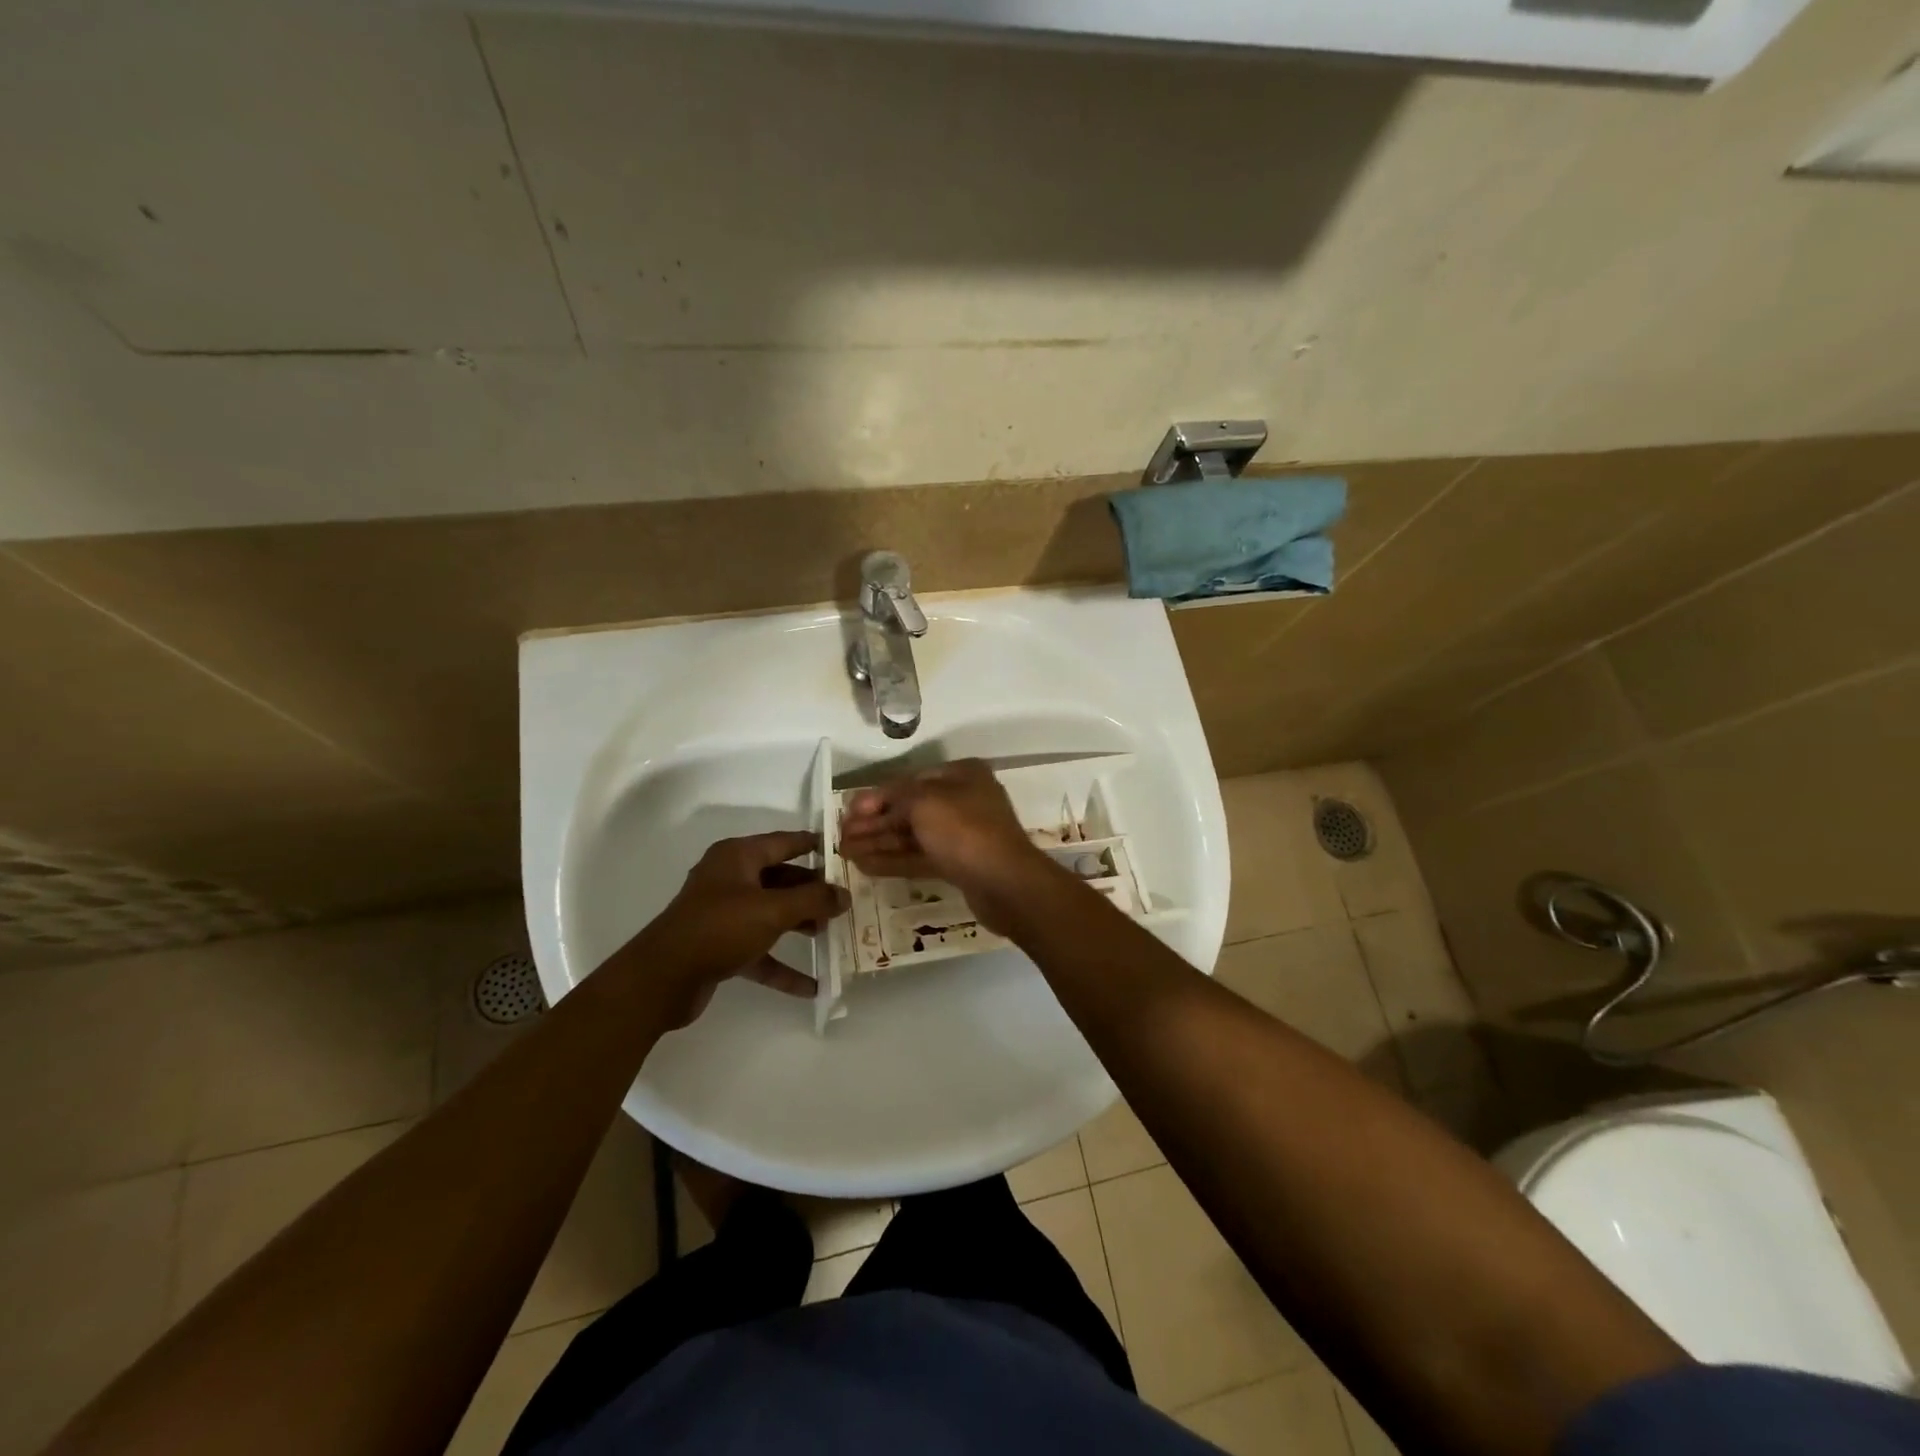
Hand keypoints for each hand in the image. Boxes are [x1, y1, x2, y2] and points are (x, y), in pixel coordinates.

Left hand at [626, 830, 848, 1026]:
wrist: (662, 979)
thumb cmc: (719, 928)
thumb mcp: (772, 910)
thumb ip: (813, 901)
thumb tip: (844, 894)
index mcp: (738, 857)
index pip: (784, 842)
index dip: (813, 844)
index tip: (843, 850)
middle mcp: (730, 879)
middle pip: (780, 879)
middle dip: (812, 892)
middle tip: (845, 900)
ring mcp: (724, 914)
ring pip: (771, 914)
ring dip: (800, 925)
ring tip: (832, 936)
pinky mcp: (720, 946)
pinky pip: (759, 950)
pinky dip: (782, 965)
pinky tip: (811, 986)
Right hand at [839, 760, 1049, 933]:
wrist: (1005, 883)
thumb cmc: (964, 831)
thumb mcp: (924, 802)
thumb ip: (893, 798)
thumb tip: (867, 804)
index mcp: (961, 775)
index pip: (909, 781)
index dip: (876, 797)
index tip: (848, 812)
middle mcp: (963, 800)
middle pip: (909, 809)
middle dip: (874, 822)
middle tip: (840, 836)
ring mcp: (962, 835)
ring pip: (912, 835)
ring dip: (878, 842)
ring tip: (844, 853)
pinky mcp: (959, 865)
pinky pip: (920, 857)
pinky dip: (893, 860)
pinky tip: (864, 865)